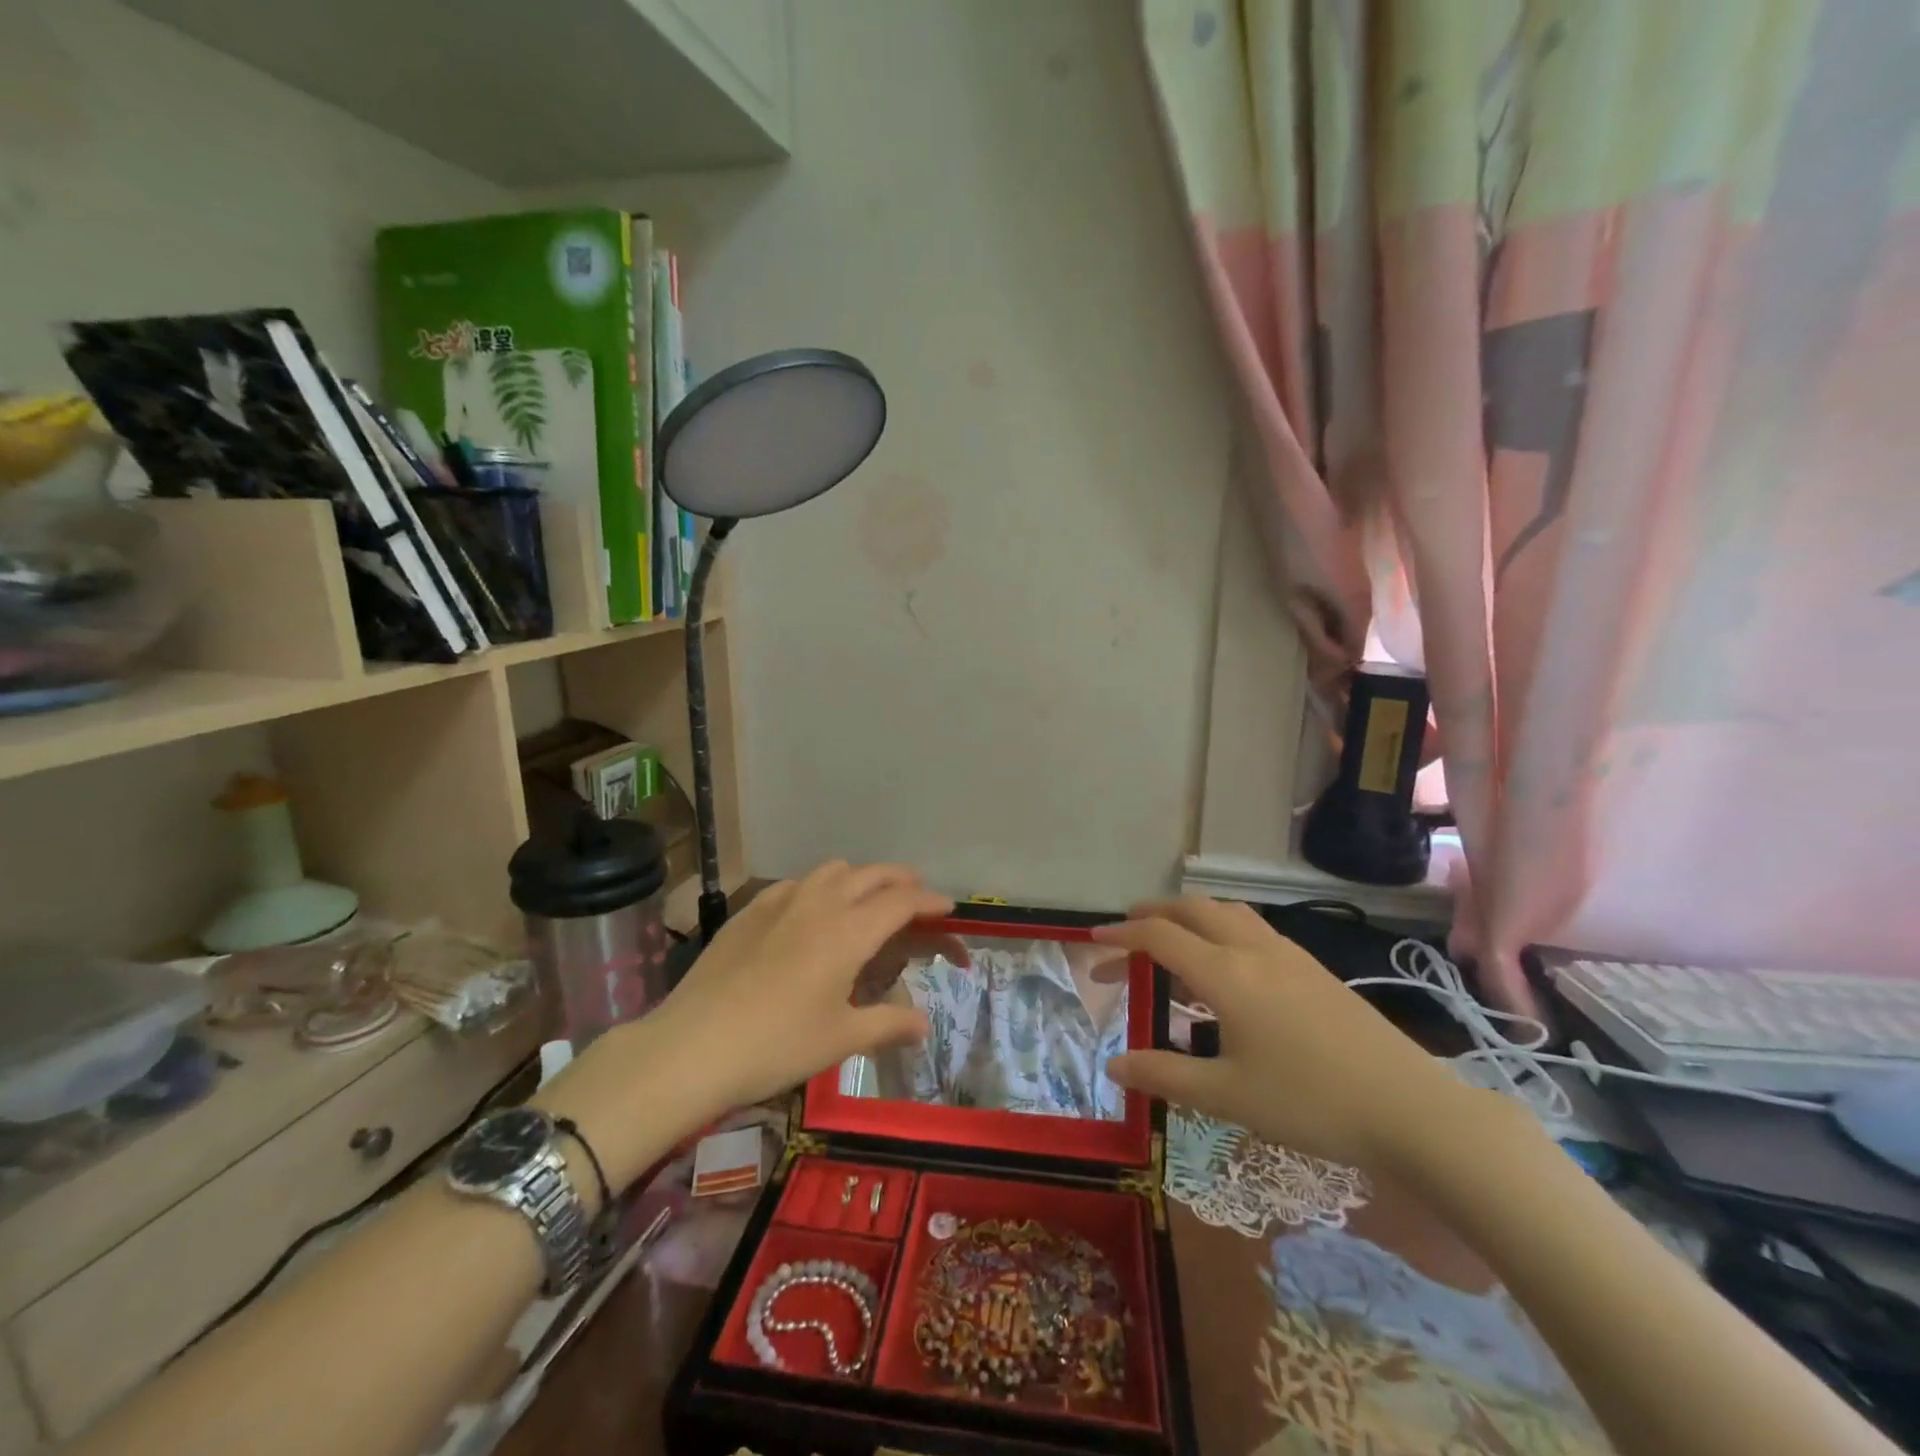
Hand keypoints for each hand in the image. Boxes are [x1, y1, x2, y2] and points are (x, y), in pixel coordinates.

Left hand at [539, 862, 948, 1193]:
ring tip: (866, 901)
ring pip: (832, 870)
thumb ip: (888, 1024)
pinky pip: (796, 883)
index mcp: (850, 931)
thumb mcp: (840, 1039)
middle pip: (872, 874)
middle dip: (901, 880)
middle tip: (916, 898)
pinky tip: (811, 912)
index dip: (930, 901)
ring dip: (860, 878)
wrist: (692, 1045)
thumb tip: (923, 1024)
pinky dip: (819, 887)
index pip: (902, 901)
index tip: (948, 907)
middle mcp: (820, 903)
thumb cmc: (777, 1044)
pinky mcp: (750, 910)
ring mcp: (781, 901)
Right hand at [1093, 898, 1474, 1171]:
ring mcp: (1289, 955)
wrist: (1411, 1109)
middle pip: (1192, 910)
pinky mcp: (1314, 968)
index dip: (1122, 936)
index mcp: (1226, 974)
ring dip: (1189, 916)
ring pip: (1227, 912)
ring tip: (1171, 941)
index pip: (1160, 938)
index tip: (1093, 943)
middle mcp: (1253, 950)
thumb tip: (1113, 1063)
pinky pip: (1252, 928)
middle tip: (1125, 934)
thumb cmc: (1311, 1102)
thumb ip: (1164, 1075)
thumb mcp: (1228, 1095)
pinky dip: (1221, 929)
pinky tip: (1227, 966)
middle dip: (1152, 914)